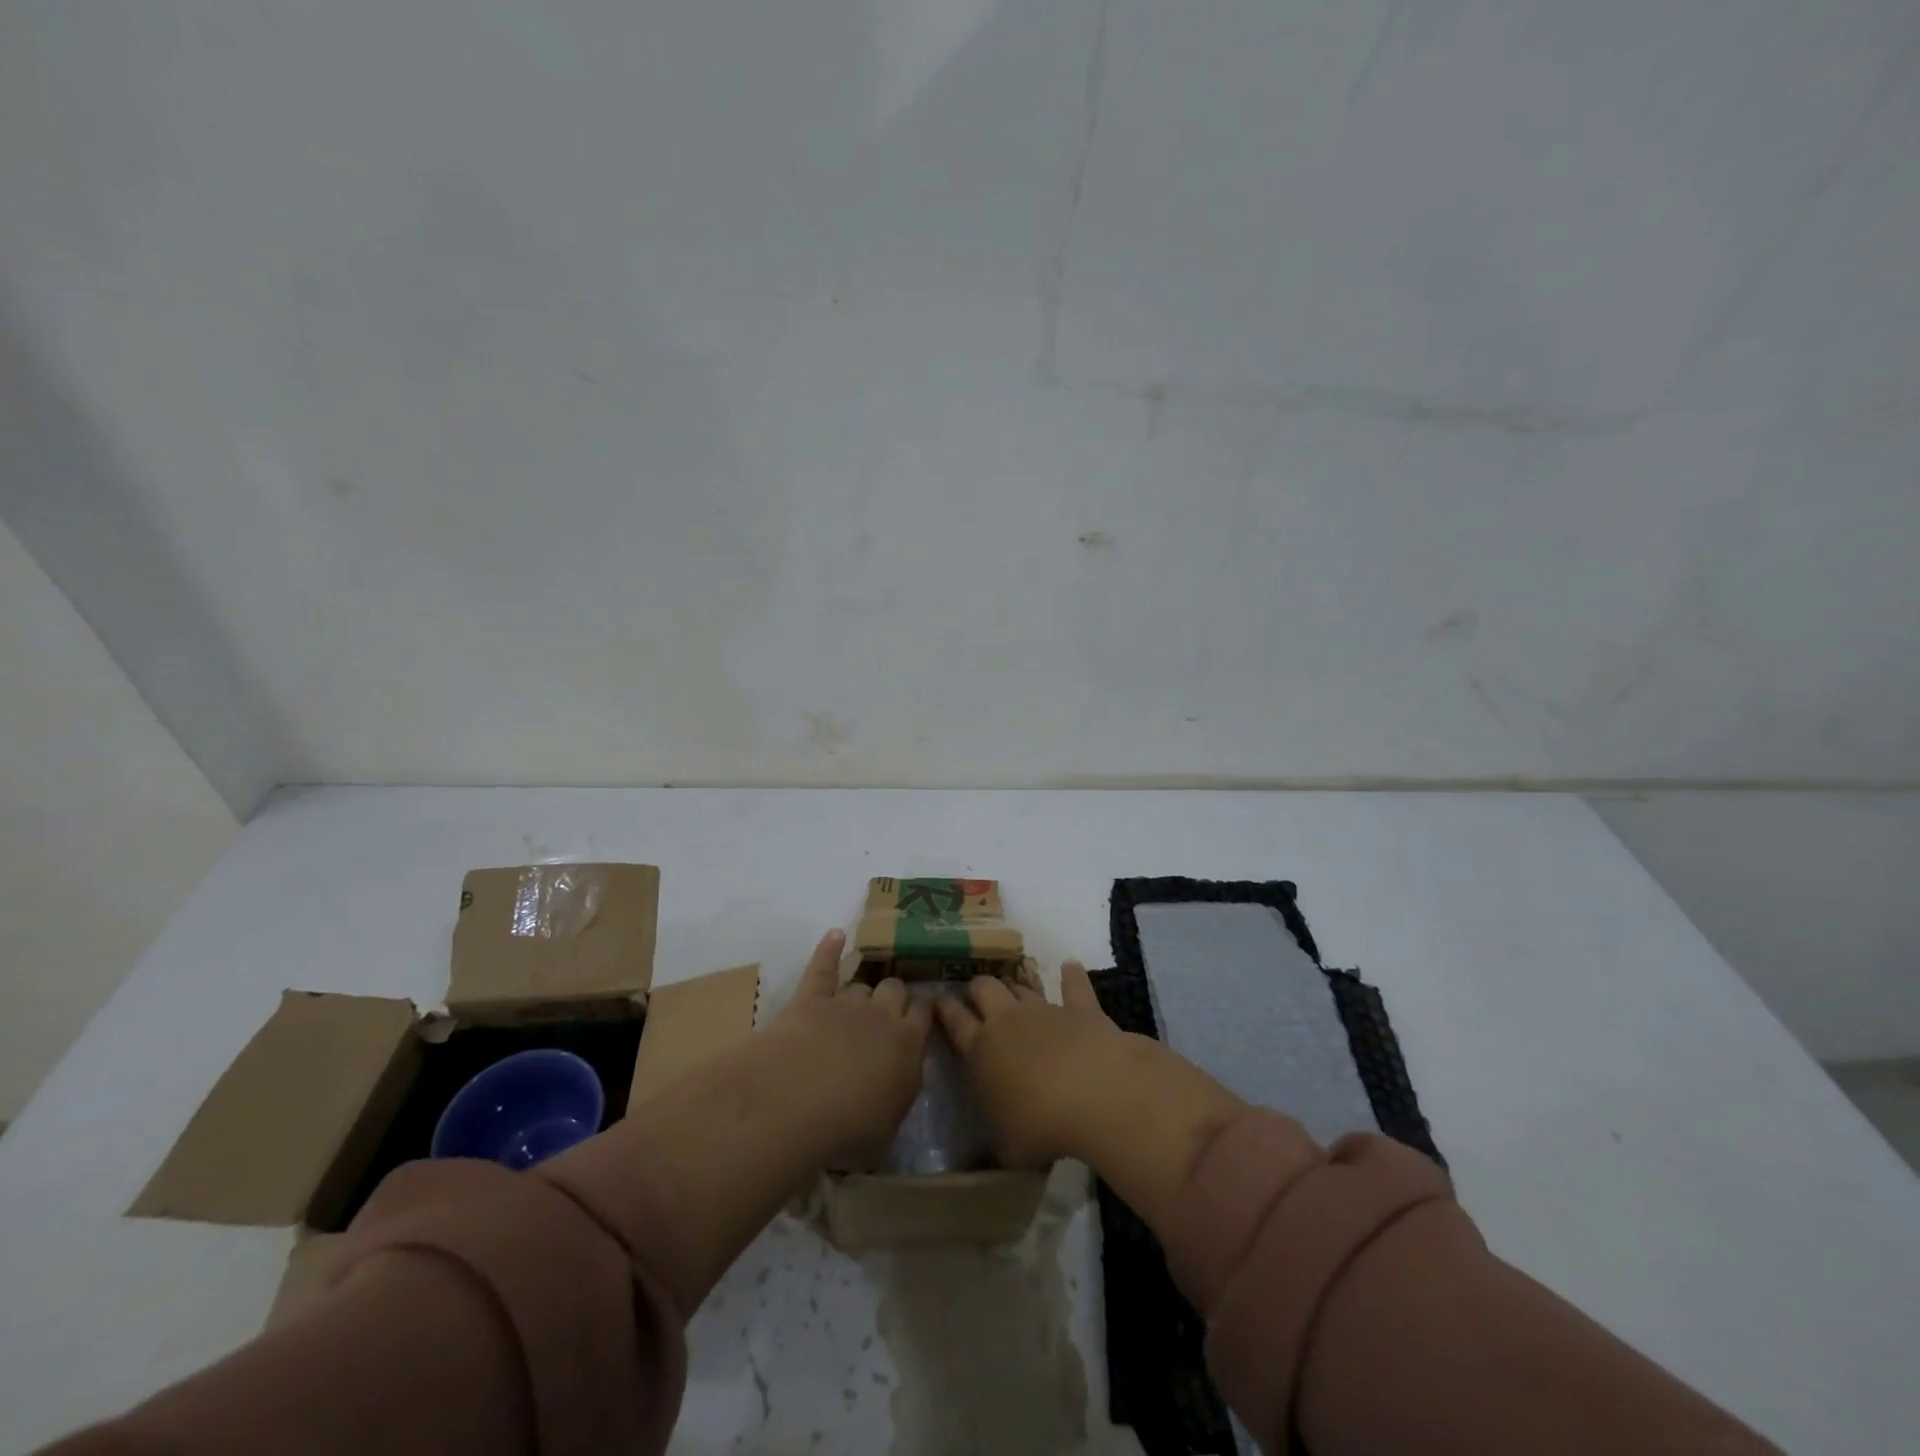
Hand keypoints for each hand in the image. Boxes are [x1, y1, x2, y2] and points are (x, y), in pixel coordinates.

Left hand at [544, 930, 931, 1314]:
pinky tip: (835, 935)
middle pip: (896, 990)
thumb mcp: (889, 1123)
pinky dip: (828, 949)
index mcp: (909, 1045)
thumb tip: (899, 1080)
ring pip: (863, 984)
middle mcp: (882, 1016)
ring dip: (863, 988)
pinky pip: (823, 967)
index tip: (926, 1008)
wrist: (801, 1100)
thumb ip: (898, 1092)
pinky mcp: (811, 998)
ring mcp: (846, 1003)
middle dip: (895, 994)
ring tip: (862, 992)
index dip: (925, 1008)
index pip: (925, 1014)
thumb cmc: (850, 1127)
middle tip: (890, 1007)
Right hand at [934, 960, 1148, 1166]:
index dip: (944, 1009)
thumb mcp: (1008, 1149)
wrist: (1096, 1094)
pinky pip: (1074, 986)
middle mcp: (1007, 1021)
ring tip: (1013, 991)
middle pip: (983, 989)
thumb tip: (989, 1155)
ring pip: (1021, 987)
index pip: (954, 1021)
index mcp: (980, 1051)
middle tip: (975, 997)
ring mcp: (1044, 1010)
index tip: (938, 1001)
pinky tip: (1070, 966)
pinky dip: (1072, 976)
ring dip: (1015, 988)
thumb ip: (995, 1143)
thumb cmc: (1042, 1126)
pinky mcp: (1080, 1008)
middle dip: (976, 989)